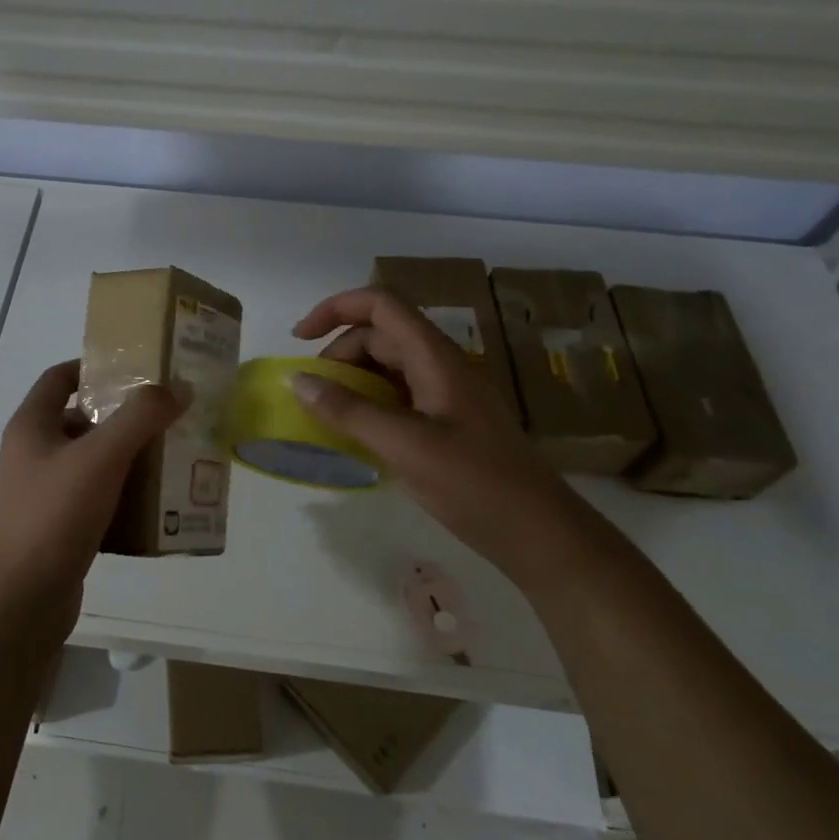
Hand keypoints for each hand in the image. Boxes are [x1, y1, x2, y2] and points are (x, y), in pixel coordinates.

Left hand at [0, 359, 180, 632]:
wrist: (23, 599)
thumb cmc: (56, 515)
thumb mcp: (102, 457)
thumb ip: (141, 418)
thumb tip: (178, 388)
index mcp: (31, 426)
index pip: (59, 377)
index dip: (93, 367)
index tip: (134, 369)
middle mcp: (31, 454)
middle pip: (80, 419)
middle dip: (122, 416)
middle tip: (164, 416)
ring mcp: (41, 492)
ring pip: (90, 461)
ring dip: (125, 457)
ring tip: (168, 456)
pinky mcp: (55, 526)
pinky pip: (93, 498)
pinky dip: (120, 494)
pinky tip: (153, 503)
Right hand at [291, 288, 598, 584]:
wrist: (540, 534)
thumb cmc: (475, 483)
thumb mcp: (404, 446)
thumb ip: (349, 411)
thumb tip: (298, 380)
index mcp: (435, 358)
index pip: (381, 305)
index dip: (336, 308)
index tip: (300, 338)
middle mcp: (440, 366)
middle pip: (380, 336)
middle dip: (338, 355)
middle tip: (312, 395)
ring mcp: (446, 395)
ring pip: (388, 368)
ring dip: (352, 382)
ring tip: (328, 417)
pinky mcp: (447, 423)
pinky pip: (398, 398)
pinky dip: (369, 406)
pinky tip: (356, 436)